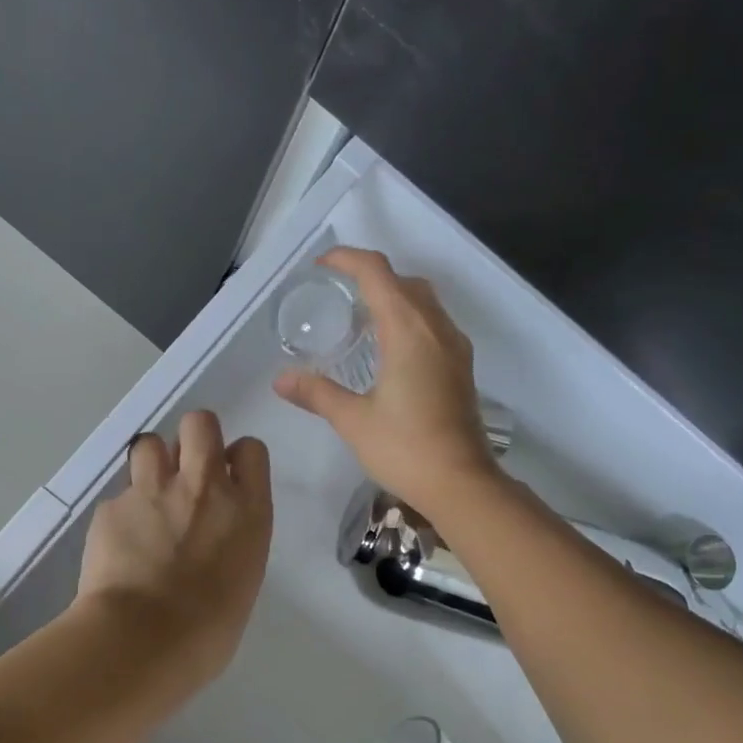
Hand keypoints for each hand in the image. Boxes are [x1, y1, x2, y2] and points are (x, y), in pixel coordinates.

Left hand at [75, 410, 273, 682]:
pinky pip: (119, 496)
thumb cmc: (208, 631)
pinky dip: (122, 513)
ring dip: (152, 464)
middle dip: (193, 439)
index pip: (251, 450)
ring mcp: (154, 492)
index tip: (226, 479)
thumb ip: (231, 542)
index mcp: (247, 510)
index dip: (236, 459)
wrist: (143, 641)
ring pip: (150, 443)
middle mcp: (204, 488)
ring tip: (148, 499)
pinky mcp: (112, 507)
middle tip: (185, 472)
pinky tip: (120, 545)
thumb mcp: (241, 580)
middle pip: (200, 424)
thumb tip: (211, 538)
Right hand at [274, 248, 501, 517]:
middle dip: (371, 276)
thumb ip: (317, 393)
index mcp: (408, 331)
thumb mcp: (353, 419)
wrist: (461, 483)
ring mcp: (454, 347)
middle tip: (339, 293)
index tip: (322, 266)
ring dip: (395, 296)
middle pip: (404, 282)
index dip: (347, 260)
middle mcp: (436, 328)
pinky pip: (434, 324)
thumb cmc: (405, 448)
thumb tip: (281, 379)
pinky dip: (410, 319)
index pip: (377, 274)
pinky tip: (391, 349)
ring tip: (362, 317)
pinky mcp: (461, 367)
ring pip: (425, 302)